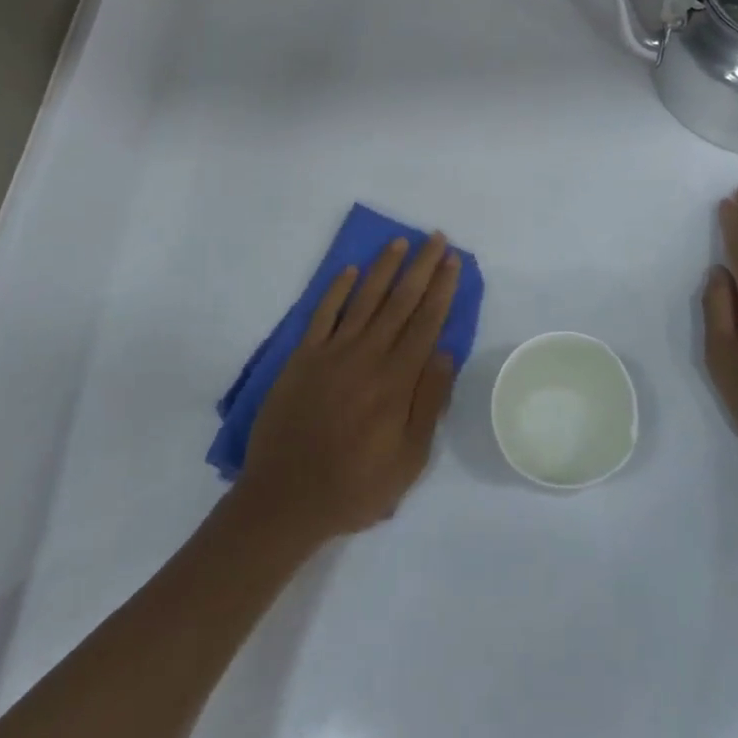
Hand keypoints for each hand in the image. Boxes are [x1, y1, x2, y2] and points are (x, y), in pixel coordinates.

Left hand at [236, 235, 461, 543]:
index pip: (426, 323)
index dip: (441, 289)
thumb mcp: (408, 460)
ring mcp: (332, 353)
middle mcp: (367, 356)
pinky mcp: (303, 357)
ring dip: (384, 268)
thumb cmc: (354, 487)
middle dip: (421, 267)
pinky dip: (336, 289)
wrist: (285, 499)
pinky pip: (323, 313)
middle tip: (436, 238)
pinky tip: (349, 270)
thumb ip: (428, 403)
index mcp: (396, 381)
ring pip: (364, 298)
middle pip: (400, 301)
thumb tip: (446, 353)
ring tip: (401, 242)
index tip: (453, 261)